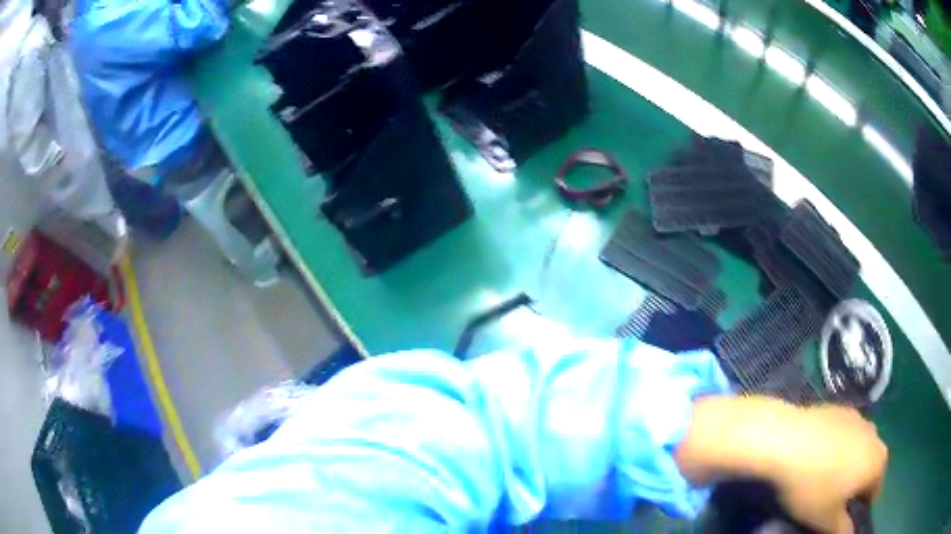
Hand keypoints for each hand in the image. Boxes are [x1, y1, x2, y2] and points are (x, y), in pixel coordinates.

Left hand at [770, 405, 886, 533]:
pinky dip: (836, 449)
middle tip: (829, 501)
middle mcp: (876, 436)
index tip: (839, 517)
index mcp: (878, 462)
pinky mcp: (842, 409)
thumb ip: (842, 530)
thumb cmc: (812, 486)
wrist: (787, 439)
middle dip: (853, 487)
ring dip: (846, 467)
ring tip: (822, 480)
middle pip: (868, 470)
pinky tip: (816, 458)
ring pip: (857, 452)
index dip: (858, 509)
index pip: (873, 493)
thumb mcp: (826, 520)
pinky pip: (844, 436)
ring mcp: (860, 418)